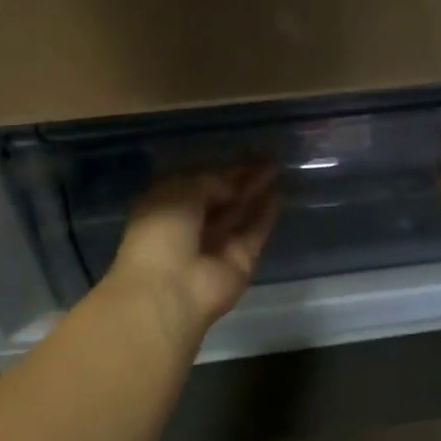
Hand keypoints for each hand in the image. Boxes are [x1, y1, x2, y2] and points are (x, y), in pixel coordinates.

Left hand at [106, 160, 280, 338]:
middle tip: (267, 157)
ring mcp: (216, 245)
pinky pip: (254, 233)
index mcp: (167, 206)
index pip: (198, 181)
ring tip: (277, 168)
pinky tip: (279, 195)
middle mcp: (191, 224)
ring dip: (255, 192)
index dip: (221, 167)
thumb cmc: (162, 232)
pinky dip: (265, 215)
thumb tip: (234, 183)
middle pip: (221, 197)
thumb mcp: (180, 192)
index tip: (245, 151)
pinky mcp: (240, 261)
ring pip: (239, 213)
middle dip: (242, 177)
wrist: (170, 289)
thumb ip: (211, 181)